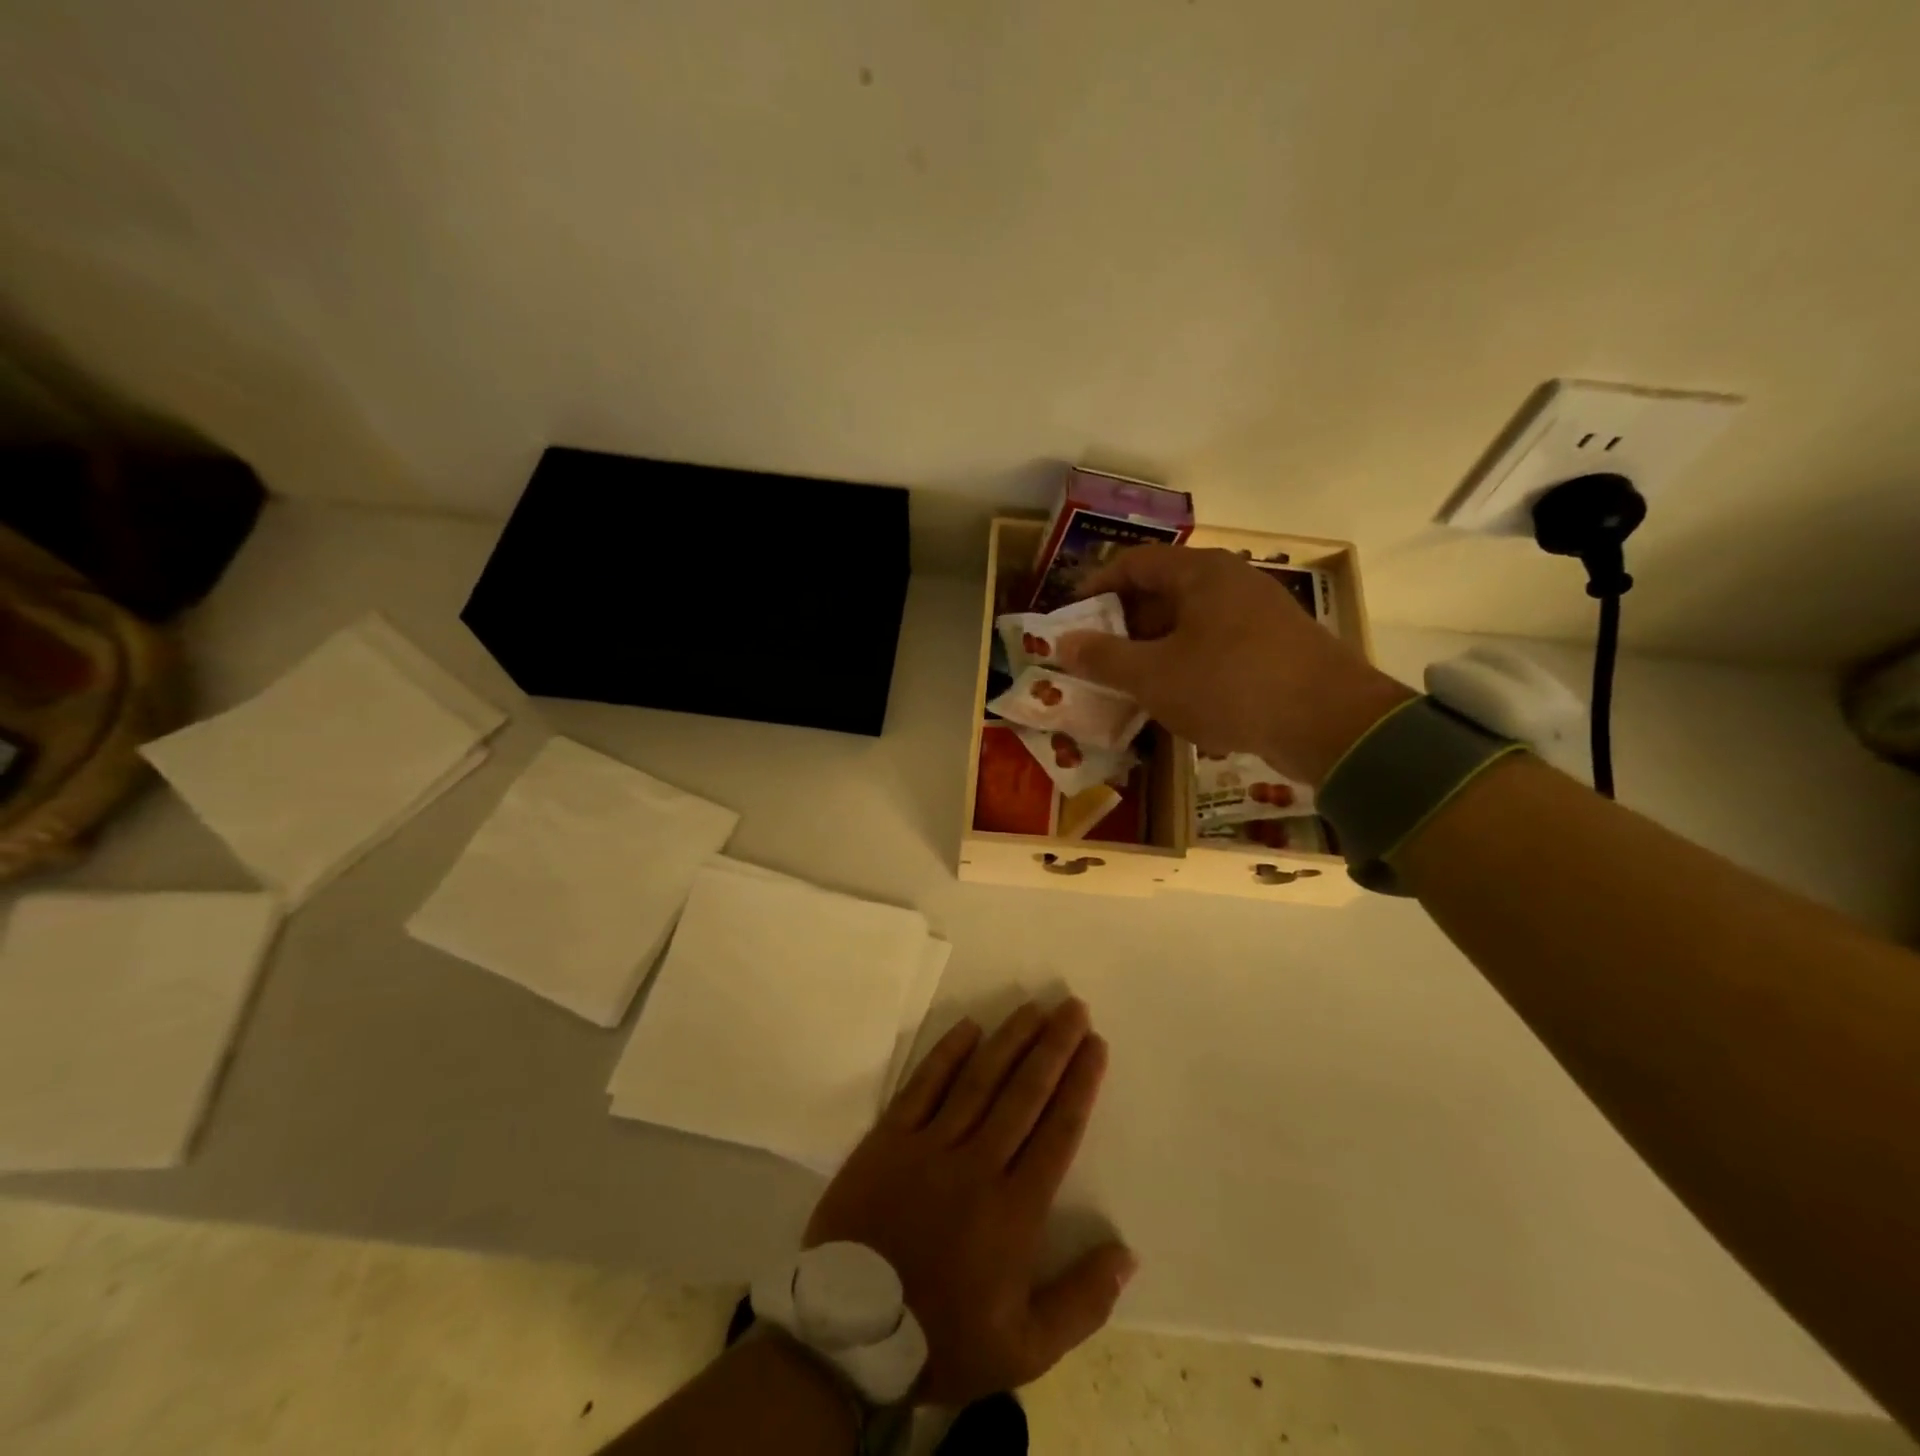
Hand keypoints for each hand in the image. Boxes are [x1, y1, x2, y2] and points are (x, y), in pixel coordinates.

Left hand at [805, 999, 1134, 1406]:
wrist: (848, 1335)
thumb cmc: (941, 1338)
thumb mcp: (1024, 1349)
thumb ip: (1081, 1302)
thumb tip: (1128, 1254)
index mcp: (1014, 1211)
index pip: (1058, 1131)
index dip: (1080, 1083)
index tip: (1096, 1043)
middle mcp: (977, 1165)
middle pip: (1024, 1093)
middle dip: (1053, 1046)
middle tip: (1073, 1007)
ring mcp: (929, 1146)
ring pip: (979, 1080)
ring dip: (1010, 1040)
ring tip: (1034, 1007)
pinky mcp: (889, 1138)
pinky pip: (923, 1086)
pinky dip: (946, 1054)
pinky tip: (969, 1027)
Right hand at [1056, 545, 1413, 784]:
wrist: (1330, 724)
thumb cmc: (1230, 685)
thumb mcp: (1154, 675)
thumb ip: (1104, 658)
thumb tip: (1063, 643)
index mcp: (1200, 573)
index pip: (1134, 563)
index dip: (1096, 587)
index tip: (1071, 618)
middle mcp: (1231, 582)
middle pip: (1163, 591)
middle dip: (1124, 624)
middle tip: (1097, 658)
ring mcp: (1258, 614)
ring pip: (1190, 622)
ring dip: (1154, 648)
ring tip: (1130, 683)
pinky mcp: (1275, 647)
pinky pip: (1216, 645)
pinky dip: (1187, 664)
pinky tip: (1176, 698)